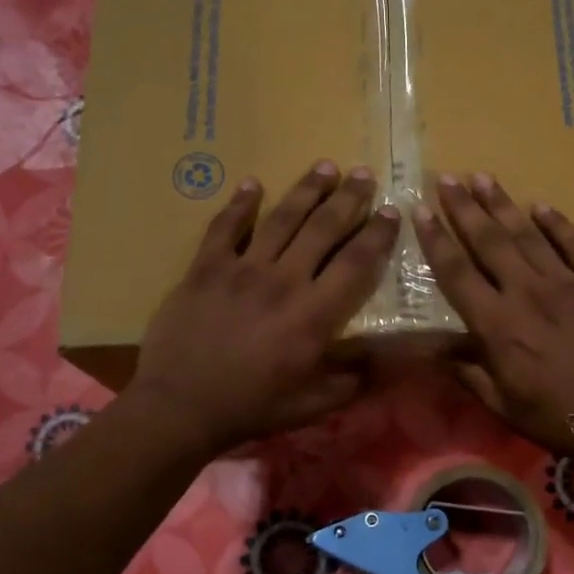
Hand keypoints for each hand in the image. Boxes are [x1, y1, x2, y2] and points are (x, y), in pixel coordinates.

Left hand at [131, 161, 398, 456]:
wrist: (181, 406)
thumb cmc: (252, 407)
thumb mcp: (314, 405)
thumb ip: (354, 379)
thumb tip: (388, 358)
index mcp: (314, 314)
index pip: (356, 262)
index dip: (378, 234)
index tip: (392, 211)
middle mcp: (284, 280)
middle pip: (323, 228)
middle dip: (349, 198)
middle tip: (364, 174)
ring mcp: (242, 269)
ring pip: (281, 218)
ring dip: (306, 190)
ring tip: (325, 166)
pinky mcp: (205, 268)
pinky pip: (225, 227)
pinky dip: (239, 204)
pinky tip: (252, 184)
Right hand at [413, 172, 573, 458]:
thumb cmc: (560, 419)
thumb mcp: (502, 405)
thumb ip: (468, 372)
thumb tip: (435, 348)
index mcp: (498, 326)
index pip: (457, 272)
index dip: (436, 239)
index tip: (420, 211)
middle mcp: (528, 294)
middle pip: (489, 242)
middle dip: (465, 208)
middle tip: (448, 178)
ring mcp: (570, 283)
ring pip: (529, 235)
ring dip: (503, 205)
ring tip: (483, 177)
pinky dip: (558, 223)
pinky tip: (541, 205)